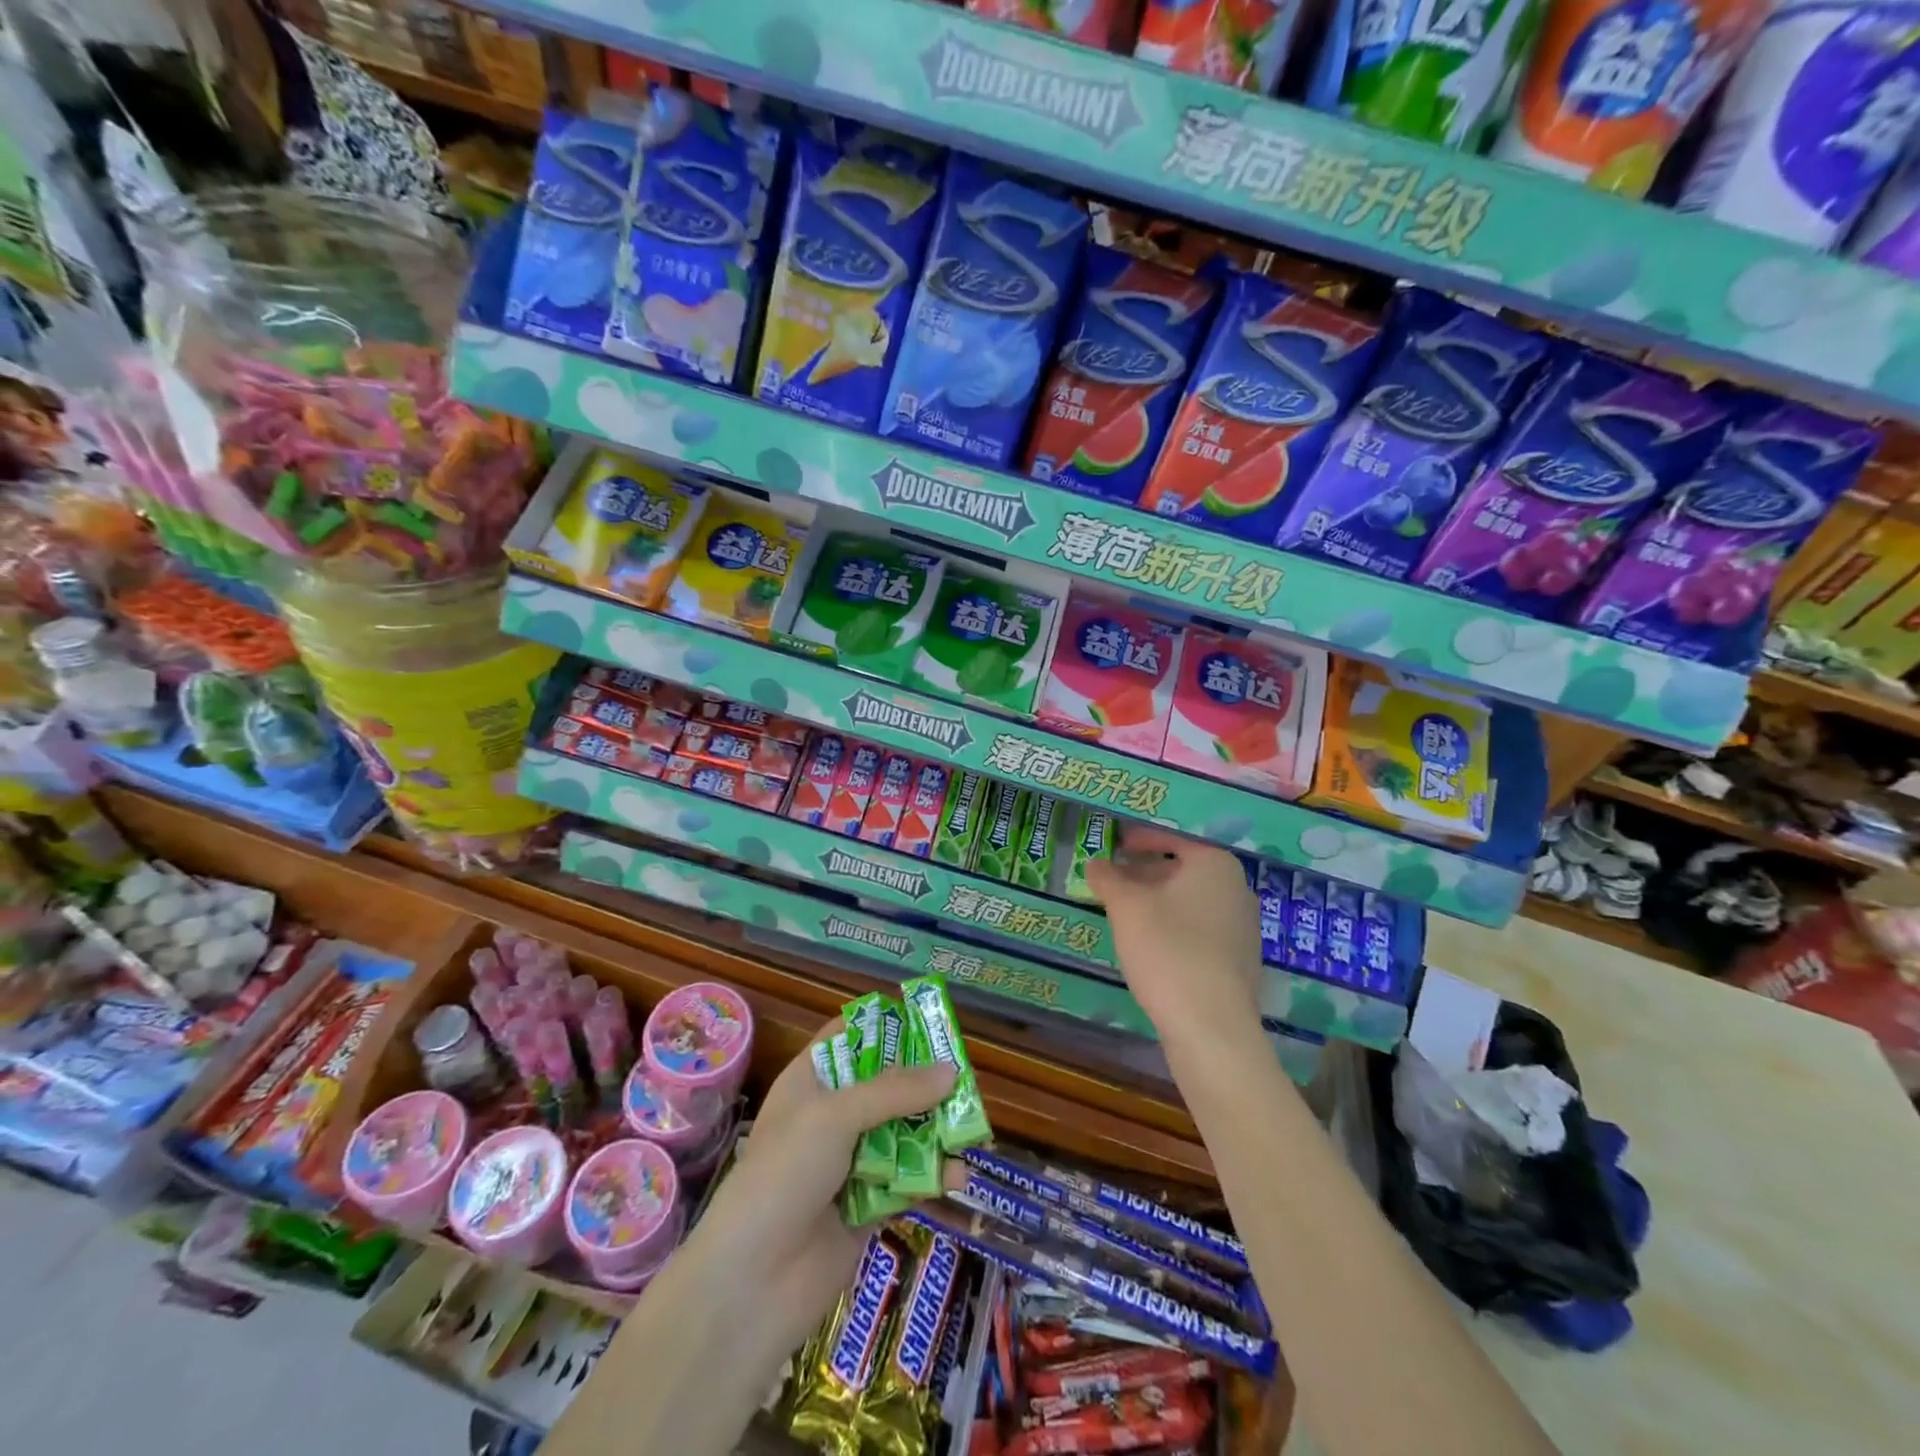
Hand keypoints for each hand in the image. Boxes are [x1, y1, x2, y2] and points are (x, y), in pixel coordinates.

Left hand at [678, 1018, 956, 1358]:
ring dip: (934, 1130)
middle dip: (923, 1082)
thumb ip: (894, 1092)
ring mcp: (849, 1163)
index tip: (928, 1022)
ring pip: (901, 1133)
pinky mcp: (867, 1207)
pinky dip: (932, 1175)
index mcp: (811, 1082)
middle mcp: (831, 1117)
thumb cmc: (784, 1174)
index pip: (848, 1039)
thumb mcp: (836, 1117)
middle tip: (964, 1077)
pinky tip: (958, 1174)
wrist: (752, 1283)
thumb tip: (951, 1072)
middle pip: (885, 1086)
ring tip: (971, 1126)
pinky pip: (907, 1180)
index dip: (884, 1028)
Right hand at [1086, 824, 1261, 1044]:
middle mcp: (1237, 888)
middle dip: (1145, 873)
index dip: (1139, 839)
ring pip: (1191, 901)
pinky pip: (1201, 929)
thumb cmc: (1167, 950)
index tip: (1115, 845)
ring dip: (1158, 901)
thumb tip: (1095, 864)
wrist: (1211, 1025)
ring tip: (1124, 913)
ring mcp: (1243, 926)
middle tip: (1112, 881)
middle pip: (1182, 869)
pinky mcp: (1240, 959)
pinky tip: (1150, 945)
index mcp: (1214, 864)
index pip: (1172, 838)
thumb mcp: (1126, 907)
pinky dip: (1174, 926)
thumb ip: (1108, 879)